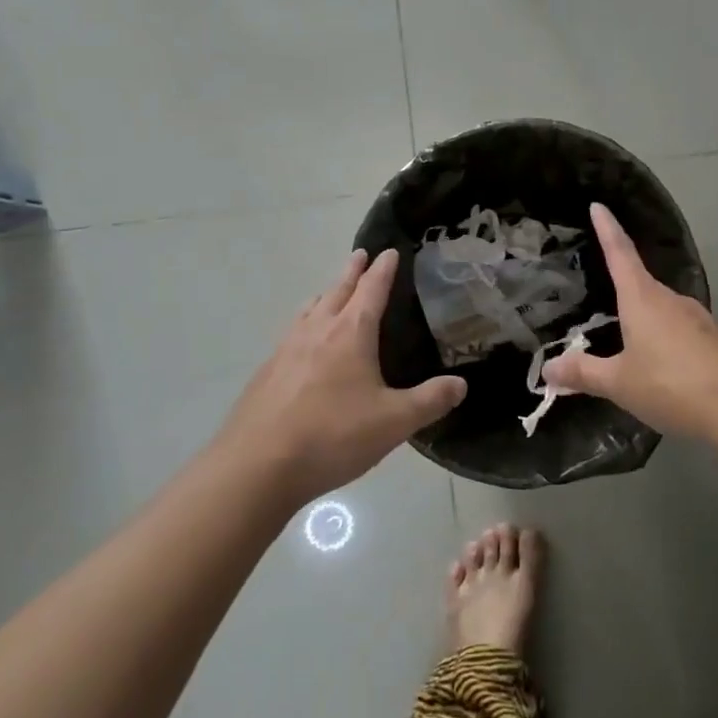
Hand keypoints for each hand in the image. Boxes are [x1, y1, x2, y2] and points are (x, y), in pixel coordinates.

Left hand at [219, 249, 466, 506]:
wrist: (257, 466)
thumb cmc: (332, 436)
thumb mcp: (394, 422)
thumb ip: (430, 401)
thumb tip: (461, 384)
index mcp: (350, 333)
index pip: (372, 290)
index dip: (383, 269)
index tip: (390, 251)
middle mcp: (317, 331)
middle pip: (337, 291)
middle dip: (352, 272)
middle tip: (360, 254)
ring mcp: (286, 350)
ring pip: (309, 310)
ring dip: (325, 294)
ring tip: (330, 291)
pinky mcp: (266, 373)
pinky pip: (291, 333)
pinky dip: (305, 322)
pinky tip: (302, 343)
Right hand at [540, 204, 717, 439]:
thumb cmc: (671, 385)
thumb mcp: (619, 383)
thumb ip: (584, 373)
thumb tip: (548, 367)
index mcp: (643, 299)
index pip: (620, 253)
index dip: (607, 229)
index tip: (598, 206)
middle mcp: (671, 299)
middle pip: (640, 283)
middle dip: (621, 287)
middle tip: (602, 294)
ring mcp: (697, 318)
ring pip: (661, 310)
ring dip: (643, 319)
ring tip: (627, 342)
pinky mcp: (714, 339)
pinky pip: (679, 331)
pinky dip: (663, 339)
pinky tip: (660, 365)